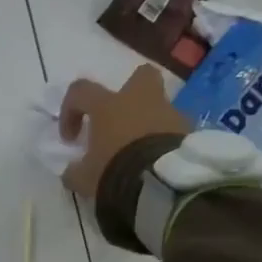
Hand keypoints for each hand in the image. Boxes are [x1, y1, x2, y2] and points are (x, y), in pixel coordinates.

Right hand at [58, 66, 190, 198]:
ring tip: (140, 151)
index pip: (81, 91)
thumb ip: (76, 171)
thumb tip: (73, 171)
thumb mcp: (84, 178)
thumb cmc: (116, 171)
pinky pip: (175, 131)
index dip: (70, 110)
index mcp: (108, 106)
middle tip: (120, 117)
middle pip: (140, 76)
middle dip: (131, 91)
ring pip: (160, 108)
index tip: (71, 138)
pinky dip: (166, 141)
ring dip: (150, 123)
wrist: (164, 184)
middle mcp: (140, 101)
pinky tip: (158, 163)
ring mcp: (170, 114)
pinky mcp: (191, 132)